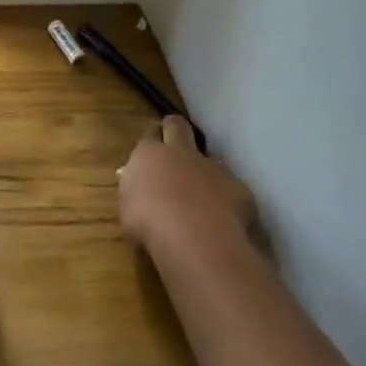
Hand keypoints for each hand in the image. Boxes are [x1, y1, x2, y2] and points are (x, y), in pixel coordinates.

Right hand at [118, 115, 265, 258]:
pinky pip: (232, 189)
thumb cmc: (148, 222)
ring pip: (209, 160)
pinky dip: (227, 200)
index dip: (152, 140)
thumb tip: (140, 188)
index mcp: (149, 154)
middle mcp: (181, 152)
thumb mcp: (128, 207)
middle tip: (174, 142)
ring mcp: (213, 167)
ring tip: (202, 197)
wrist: (194, 238)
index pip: (150, 135)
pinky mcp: (238, 188)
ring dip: (204, 172)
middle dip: (175, 129)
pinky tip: (223, 220)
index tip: (152, 149)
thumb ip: (136, 191)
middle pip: (178, 126)